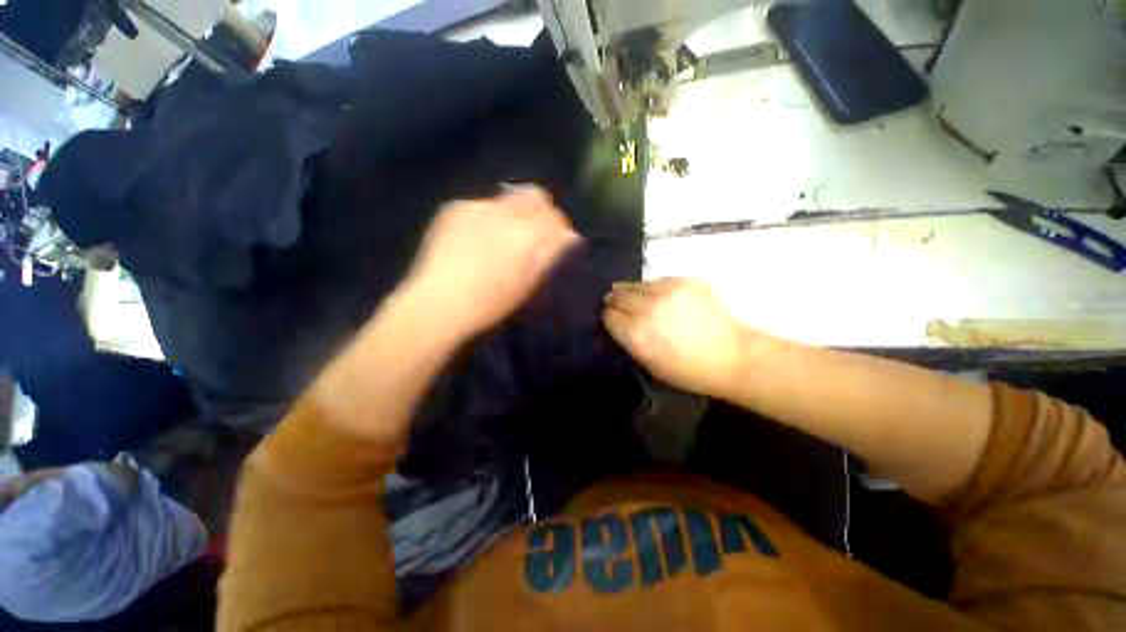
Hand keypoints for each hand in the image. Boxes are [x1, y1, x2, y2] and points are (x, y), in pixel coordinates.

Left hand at [403, 185, 579, 339]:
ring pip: (508, 198)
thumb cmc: (489, 303)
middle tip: (535, 233)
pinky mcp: (454, 207)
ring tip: (503, 238)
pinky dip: (488, 217)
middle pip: (534, 196)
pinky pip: (482, 205)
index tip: (558, 239)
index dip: (560, 227)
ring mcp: (476, 206)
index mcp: (526, 234)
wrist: (437, 303)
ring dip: (514, 214)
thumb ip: (549, 255)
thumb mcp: (528, 283)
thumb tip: (569, 236)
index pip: (555, 216)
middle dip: (541, 211)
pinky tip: (478, 237)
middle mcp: (504, 211)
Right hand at [603, 278, 747, 398]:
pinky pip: (658, 280)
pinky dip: (653, 288)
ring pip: (636, 284)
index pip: (609, 316)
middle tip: (616, 303)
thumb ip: (629, 340)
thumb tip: (617, 322)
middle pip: (618, 295)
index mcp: (637, 333)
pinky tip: (660, 296)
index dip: (609, 317)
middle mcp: (647, 308)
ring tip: (635, 297)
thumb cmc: (688, 370)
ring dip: (631, 291)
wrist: (733, 356)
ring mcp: (667, 291)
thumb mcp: (650, 364)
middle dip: (615, 300)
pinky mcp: (685, 281)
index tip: (612, 319)